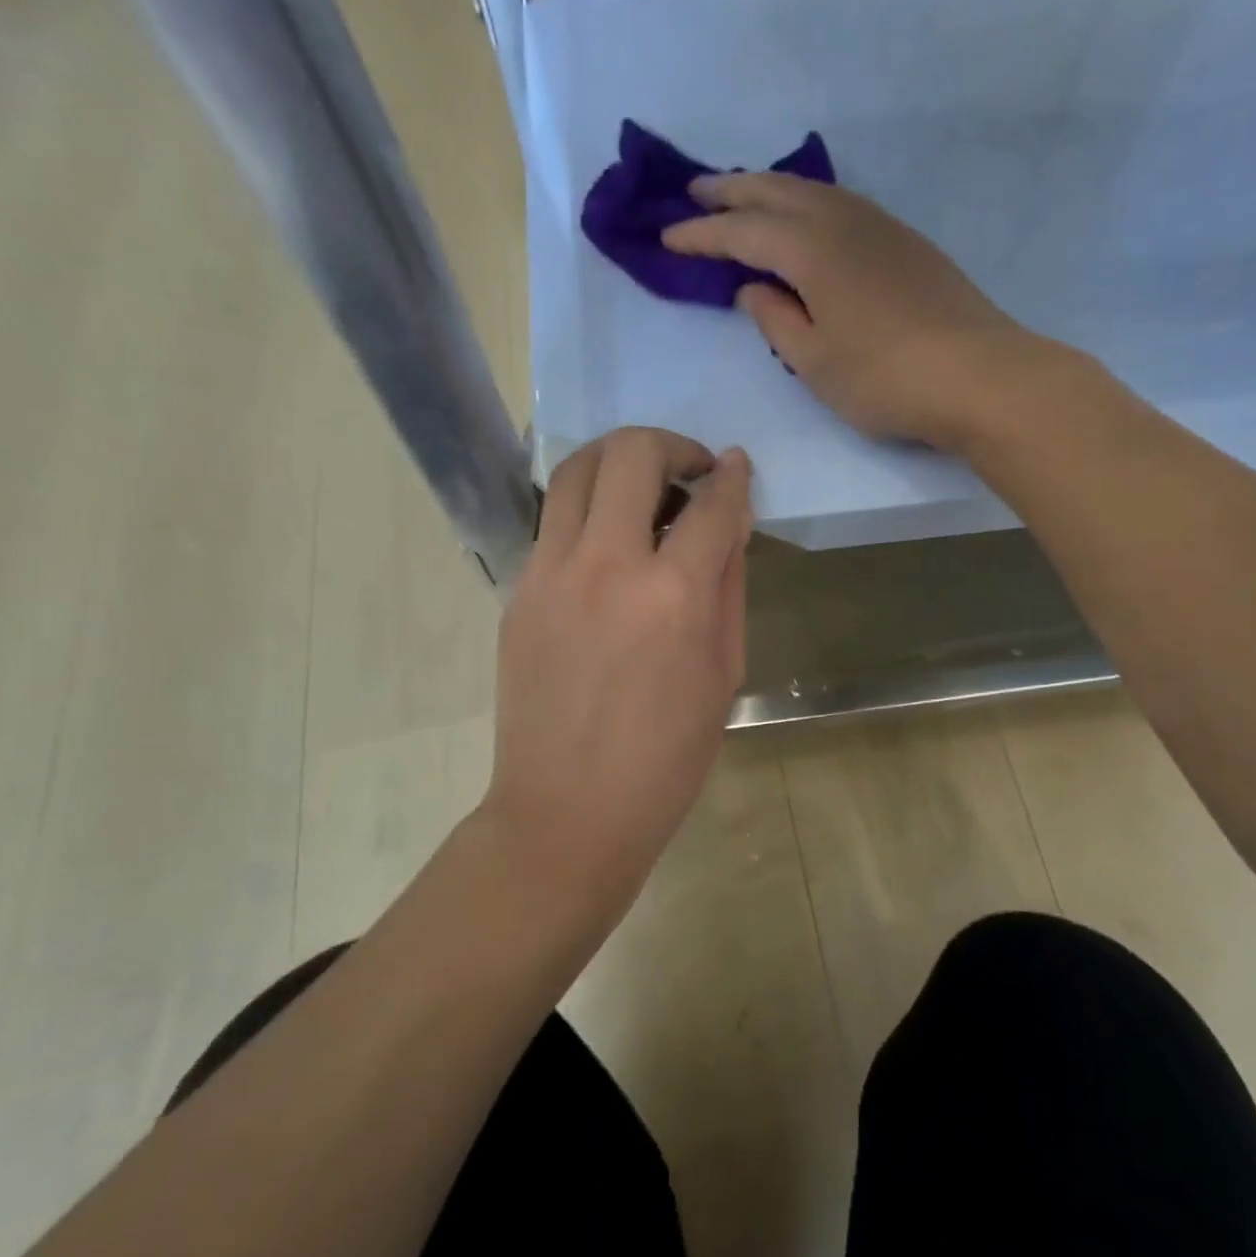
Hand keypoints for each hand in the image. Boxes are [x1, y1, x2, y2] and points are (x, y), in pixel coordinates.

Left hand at [482, 428, 751, 900]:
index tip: (737, 467)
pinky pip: (556, 521)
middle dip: (671, 445)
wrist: (568, 812)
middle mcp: (607, 565)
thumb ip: (727, 585)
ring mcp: (551, 574)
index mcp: (674, 596)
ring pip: (578, 469)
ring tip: (644, 485)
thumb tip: (727, 523)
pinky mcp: (518, 591)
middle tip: (691, 469)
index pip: (711, 505)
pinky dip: (589, 508)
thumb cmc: (667, 757)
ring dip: (619, 459)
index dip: (733, 478)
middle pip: (631, 454)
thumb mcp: (724, 673)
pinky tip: (609, 542)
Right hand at [664, 173, 1032, 450]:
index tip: (666, 238)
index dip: (701, 235)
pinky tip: (809, 218)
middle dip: (731, 191)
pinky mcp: (908, 243)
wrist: (980, 375)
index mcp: (810, 249)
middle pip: (776, 193)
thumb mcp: (815, 362)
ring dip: (772, 188)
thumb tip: (753, 289)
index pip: (741, 233)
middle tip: (695, 191)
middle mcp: (843, 221)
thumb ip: (776, 321)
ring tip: (746, 196)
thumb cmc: (885, 378)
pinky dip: (810, 202)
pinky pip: (843, 205)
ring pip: (814, 191)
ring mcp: (881, 227)